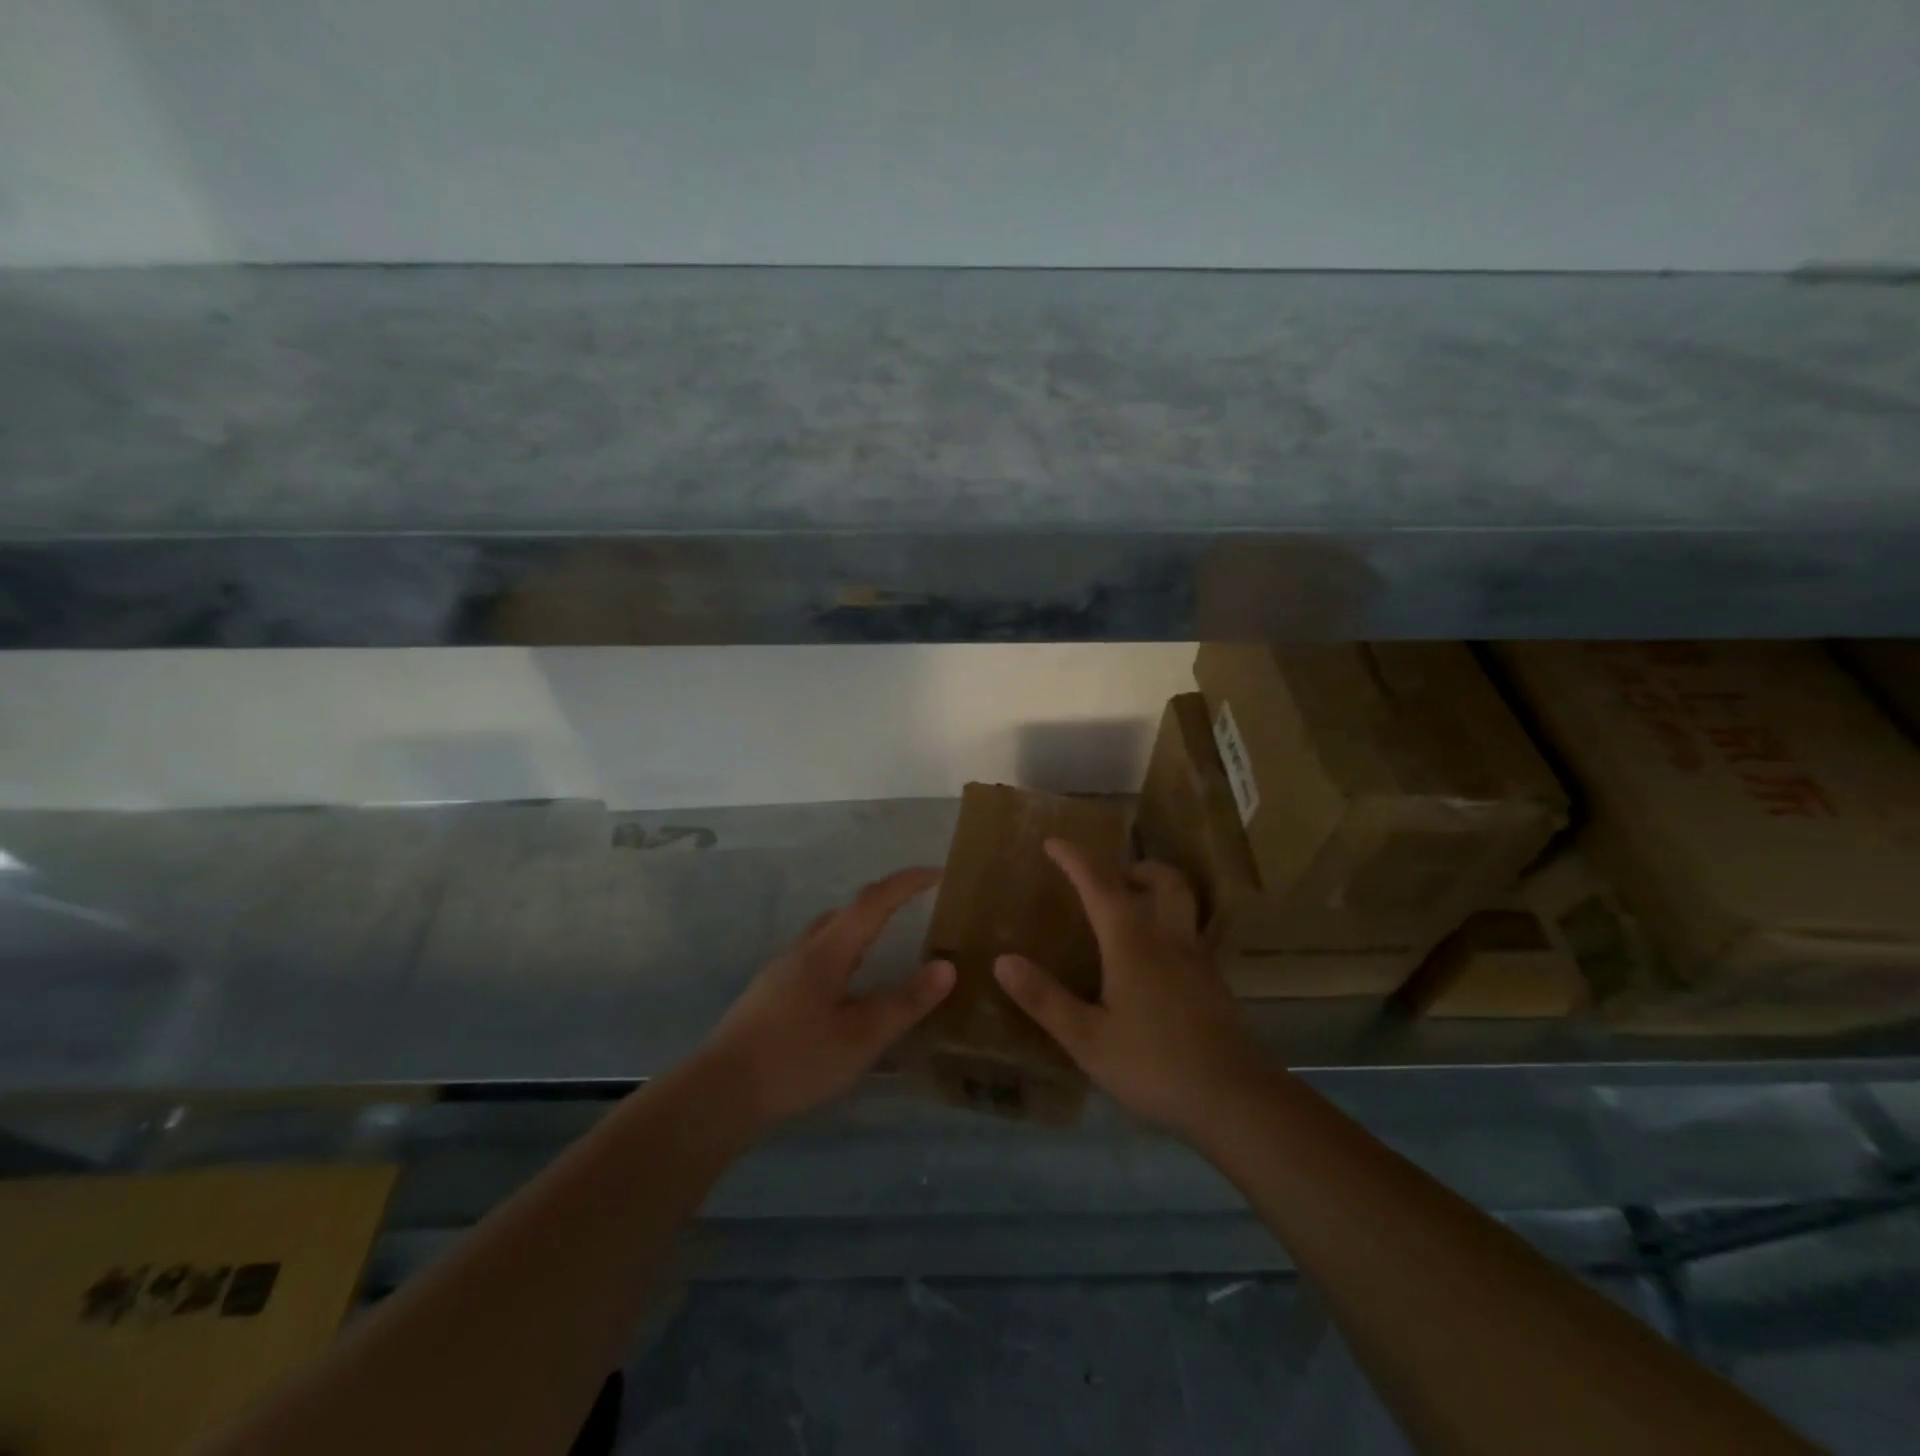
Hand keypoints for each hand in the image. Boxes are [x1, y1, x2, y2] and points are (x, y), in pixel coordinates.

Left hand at [698, 867, 954, 1132]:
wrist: (720, 1092)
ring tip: (884, 944)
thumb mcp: (861, 1037)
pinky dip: (842, 952)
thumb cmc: (796, 1060)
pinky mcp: (770, 992)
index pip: (874, 901)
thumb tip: (947, 966)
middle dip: (885, 900)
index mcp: (829, 951)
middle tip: (915, 905)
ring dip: (860, 926)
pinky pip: (816, 955)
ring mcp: (782, 970)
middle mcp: (804, 949)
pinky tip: (846, 988)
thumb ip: (905, 1002)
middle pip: (848, 910)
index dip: (907, 882)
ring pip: (828, 932)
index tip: (937, 872)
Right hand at [994, 841, 1271, 1135]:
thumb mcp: (1087, 1039)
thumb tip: (1002, 961)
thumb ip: (1045, 999)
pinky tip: (1154, 966)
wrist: (1236, 1099)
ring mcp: (1198, 960)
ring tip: (1130, 915)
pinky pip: (1190, 935)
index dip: (1075, 858)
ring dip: (1157, 892)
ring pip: (1182, 904)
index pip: (1099, 883)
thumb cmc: (1154, 1065)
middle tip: (1109, 881)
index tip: (1053, 842)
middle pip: (1162, 879)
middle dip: (1135, 868)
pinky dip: (1168, 928)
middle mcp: (1169, 938)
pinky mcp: (1215, 984)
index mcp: (1132, 942)